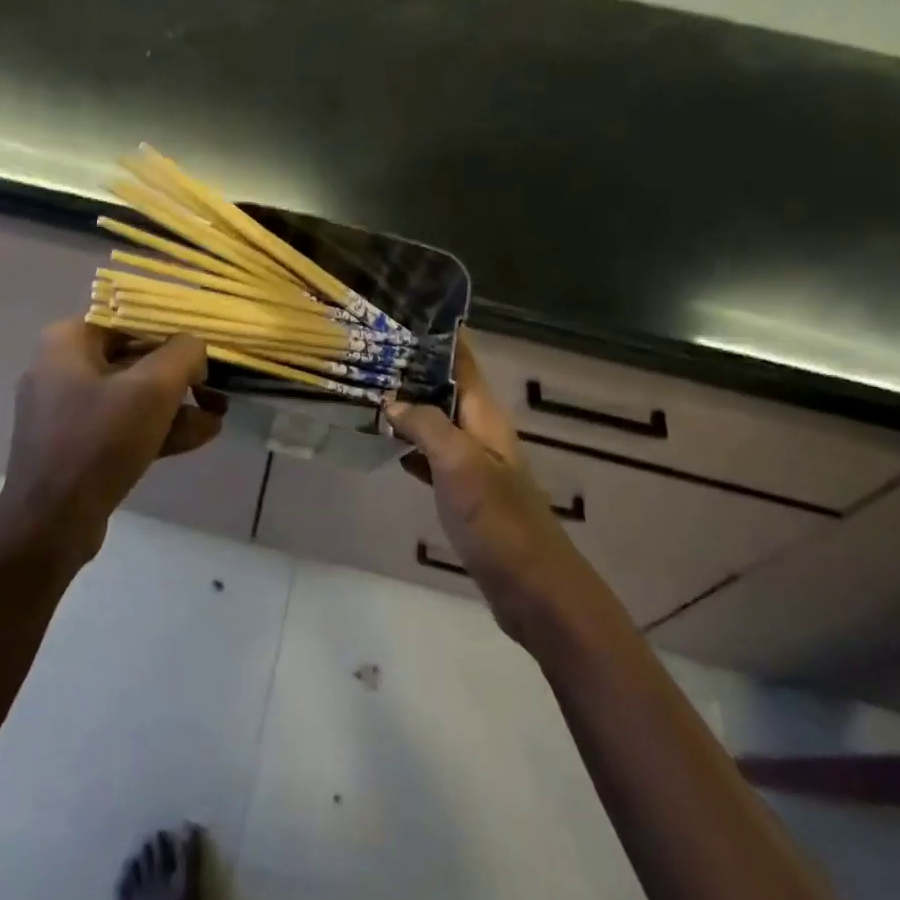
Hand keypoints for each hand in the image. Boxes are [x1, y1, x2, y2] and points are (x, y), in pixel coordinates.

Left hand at [0, 321, 223, 565]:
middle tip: (216, 387)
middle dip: (180, 375)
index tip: (205, 349)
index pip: (130, 319)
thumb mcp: (153, 388)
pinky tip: (200, 435)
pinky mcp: (74, 445)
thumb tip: (194, 348)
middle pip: (133, 357)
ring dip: (176, 404)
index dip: (173, 331)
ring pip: (131, 395)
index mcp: (68, 341)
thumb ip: (183, 354)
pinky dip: (156, 427)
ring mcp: (65, 410)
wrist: (51, 523)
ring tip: (219, 414)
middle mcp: (61, 367)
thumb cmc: (100, 440)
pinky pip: (122, 424)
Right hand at [386, 334, 589, 642]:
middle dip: (412, 366)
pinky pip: (431, 454)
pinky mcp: (464, 490)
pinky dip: (409, 442)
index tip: (401, 310)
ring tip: (367, 387)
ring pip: (436, 418)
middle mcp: (480, 430)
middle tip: (368, 349)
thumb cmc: (499, 520)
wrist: (532, 588)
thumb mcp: (459, 464)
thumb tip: (392, 400)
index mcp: (485, 415)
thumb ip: (426, 425)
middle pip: (445, 385)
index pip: (462, 358)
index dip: (438, 333)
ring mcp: (473, 461)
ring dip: (408, 404)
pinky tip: (384, 442)